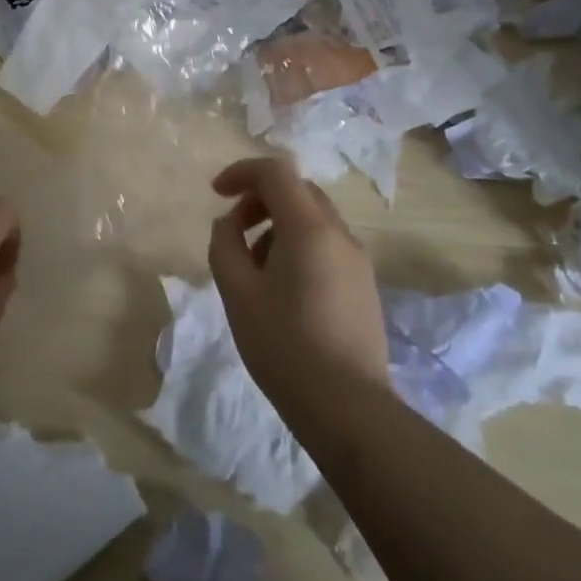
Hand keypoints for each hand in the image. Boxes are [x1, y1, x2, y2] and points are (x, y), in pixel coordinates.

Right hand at [208, 157, 389, 408]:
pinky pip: (327, 245)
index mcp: (309, 228)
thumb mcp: (238, 293)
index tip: (216, 192)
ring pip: (314, 218)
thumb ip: (225, 245)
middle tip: (234, 228)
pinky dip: (299, 245)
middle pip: (298, 191)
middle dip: (261, 197)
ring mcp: (358, 260)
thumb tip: (229, 223)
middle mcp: (340, 234)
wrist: (348, 408)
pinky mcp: (365, 286)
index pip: (277, 172)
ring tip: (253, 265)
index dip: (242, 172)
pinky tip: (282, 288)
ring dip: (279, 224)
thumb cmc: (285, 346)